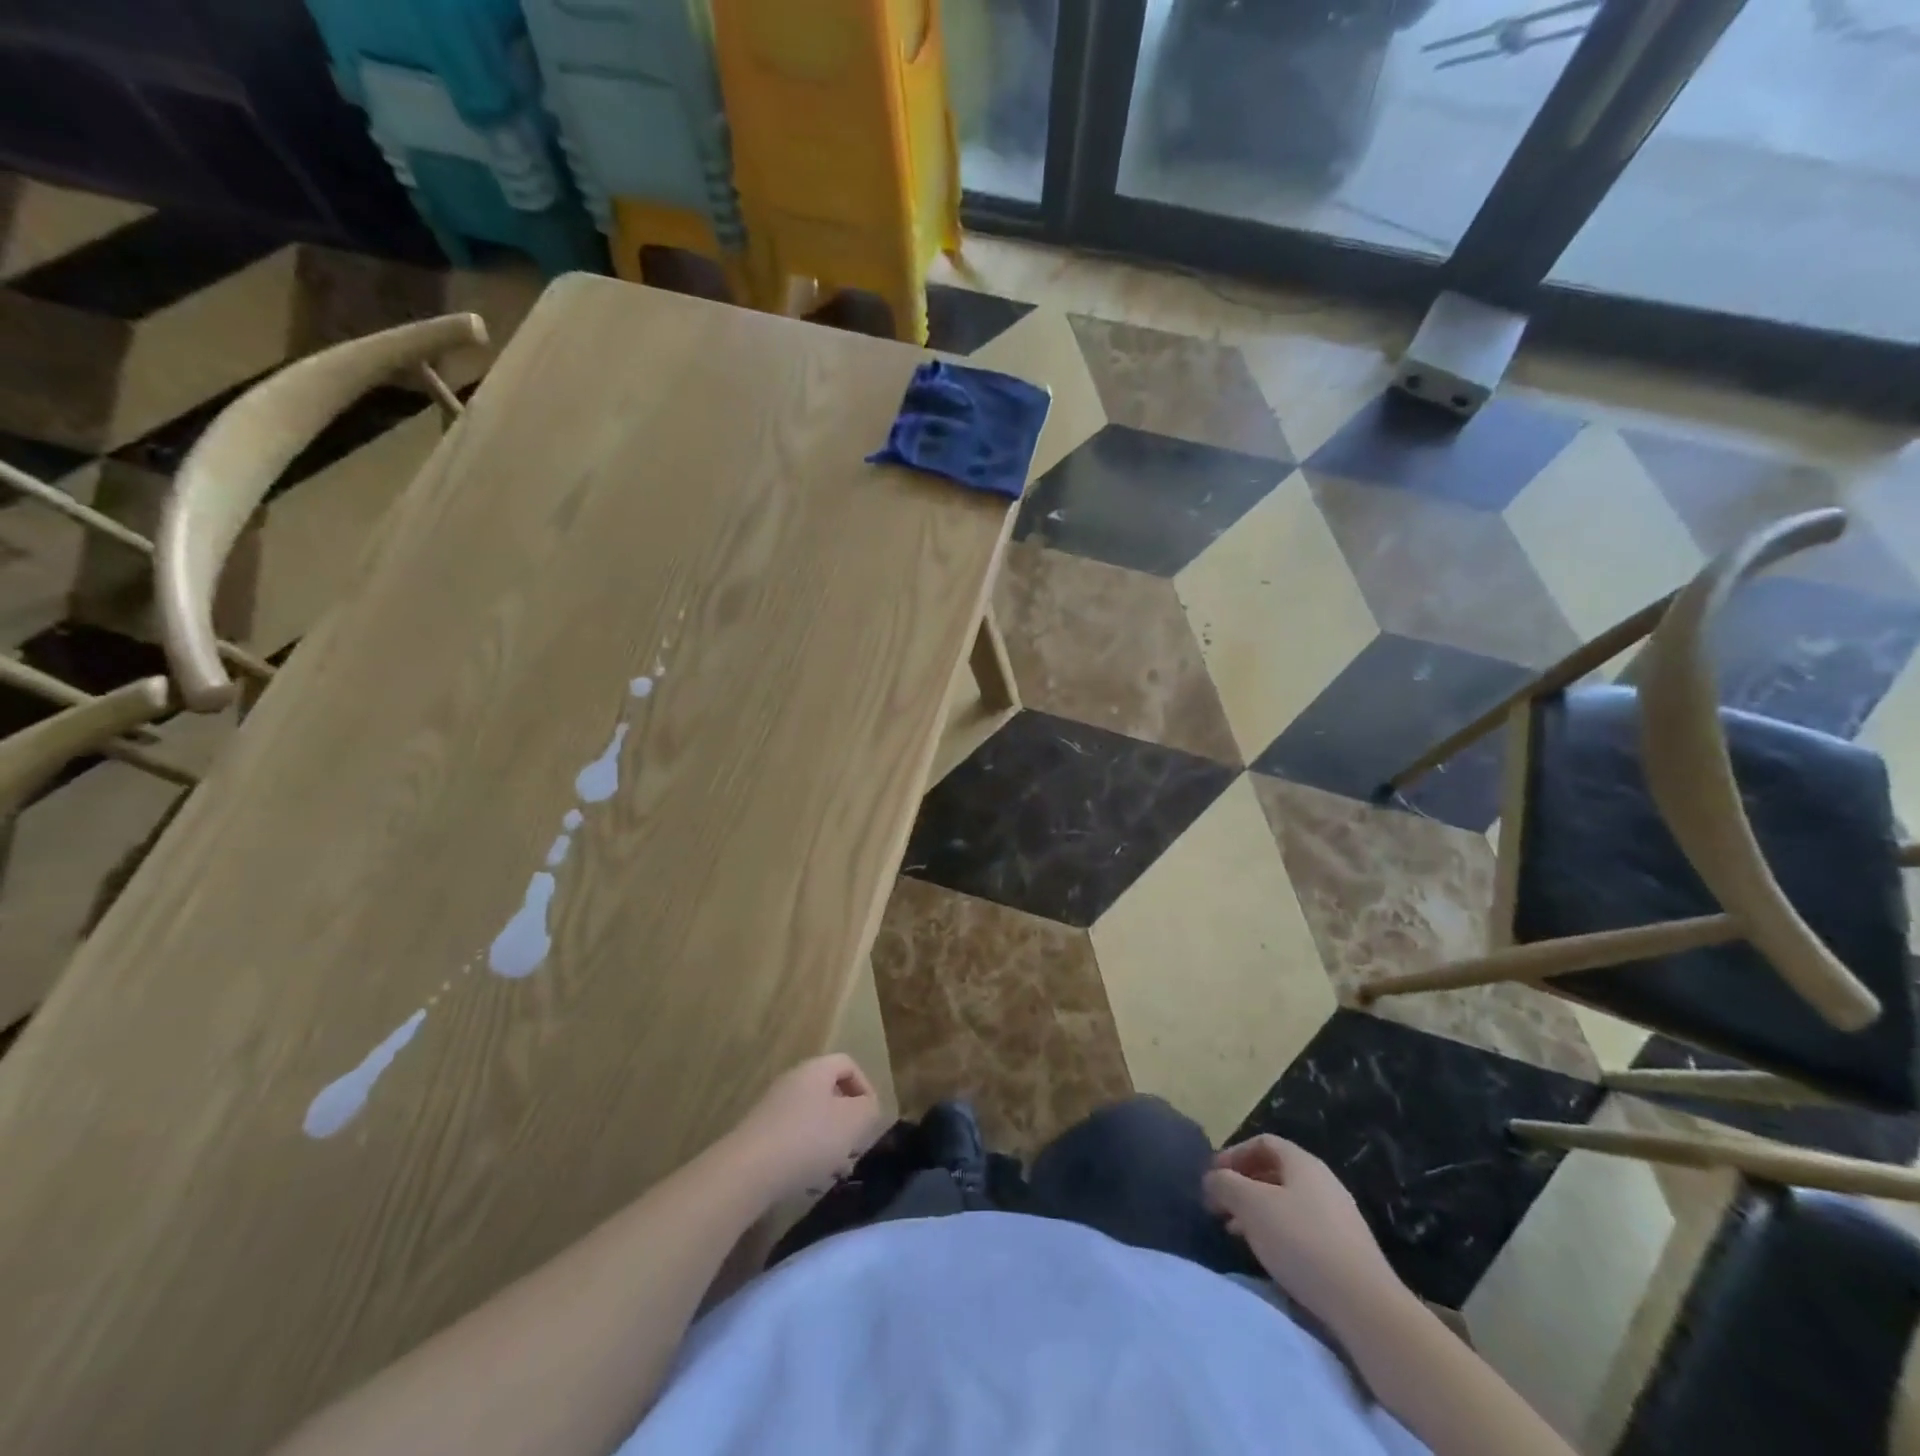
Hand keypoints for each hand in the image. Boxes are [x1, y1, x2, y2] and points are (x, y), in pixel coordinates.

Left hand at [728, 1055, 885, 1202]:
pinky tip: (810, 1182)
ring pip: (812, 1119)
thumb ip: (869, 1109)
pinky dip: (806, 1155)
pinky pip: (793, 1138)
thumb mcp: (853, 1122)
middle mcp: (792, 1082)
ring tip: (837, 1172)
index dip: (865, 1087)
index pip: (847, 1064)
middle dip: (847, 1121)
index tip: (871, 1118)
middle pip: (829, 1093)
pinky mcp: (759, 1136)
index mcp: (815, 1070)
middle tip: (856, 1148)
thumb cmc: (808, 1139)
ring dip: (829, 1142)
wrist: (746, 1172)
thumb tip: (868, 1107)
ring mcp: (772, 1109)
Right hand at [1204, 1135, 1405, 1327]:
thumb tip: (1212, 1179)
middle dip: (1243, 1186)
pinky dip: (1278, 1232)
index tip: (1212, 1177)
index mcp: (1303, 1162)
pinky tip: (1269, 1255)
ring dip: (1258, 1212)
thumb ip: (1225, 1184)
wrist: (1366, 1306)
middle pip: (1275, 1172)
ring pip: (1287, 1202)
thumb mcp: (1251, 1206)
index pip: (1262, 1142)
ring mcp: (1339, 1216)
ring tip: (1237, 1233)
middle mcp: (1323, 1181)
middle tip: (1220, 1207)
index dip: (1233, 1154)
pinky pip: (1303, 1228)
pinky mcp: (1347, 1250)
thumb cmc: (1302, 1242)